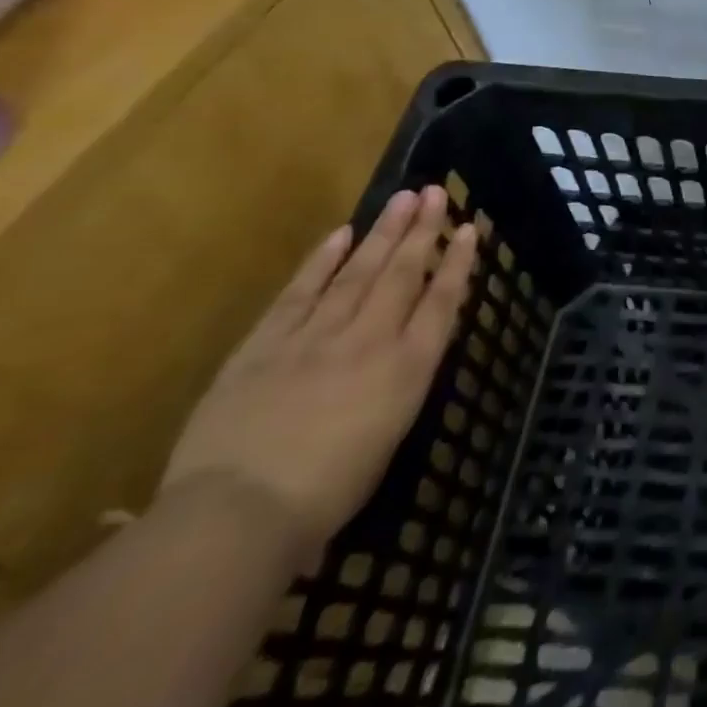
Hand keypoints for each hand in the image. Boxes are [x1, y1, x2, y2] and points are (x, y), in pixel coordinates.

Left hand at [160, 186, 475, 561]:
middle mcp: (370, 340)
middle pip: (402, 274)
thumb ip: (398, 385)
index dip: (458, 263)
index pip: (441, 302)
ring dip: (383, 233)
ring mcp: (316, 336)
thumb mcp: (388, 436)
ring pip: (358, 272)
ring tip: (402, 198)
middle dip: (423, 231)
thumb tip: (402, 355)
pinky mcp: (266, 344)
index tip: (469, 228)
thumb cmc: (327, 494)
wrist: (237, 515)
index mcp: (407, 368)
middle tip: (435, 192)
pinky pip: (301, 292)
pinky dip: (322, 261)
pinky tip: (341, 234)